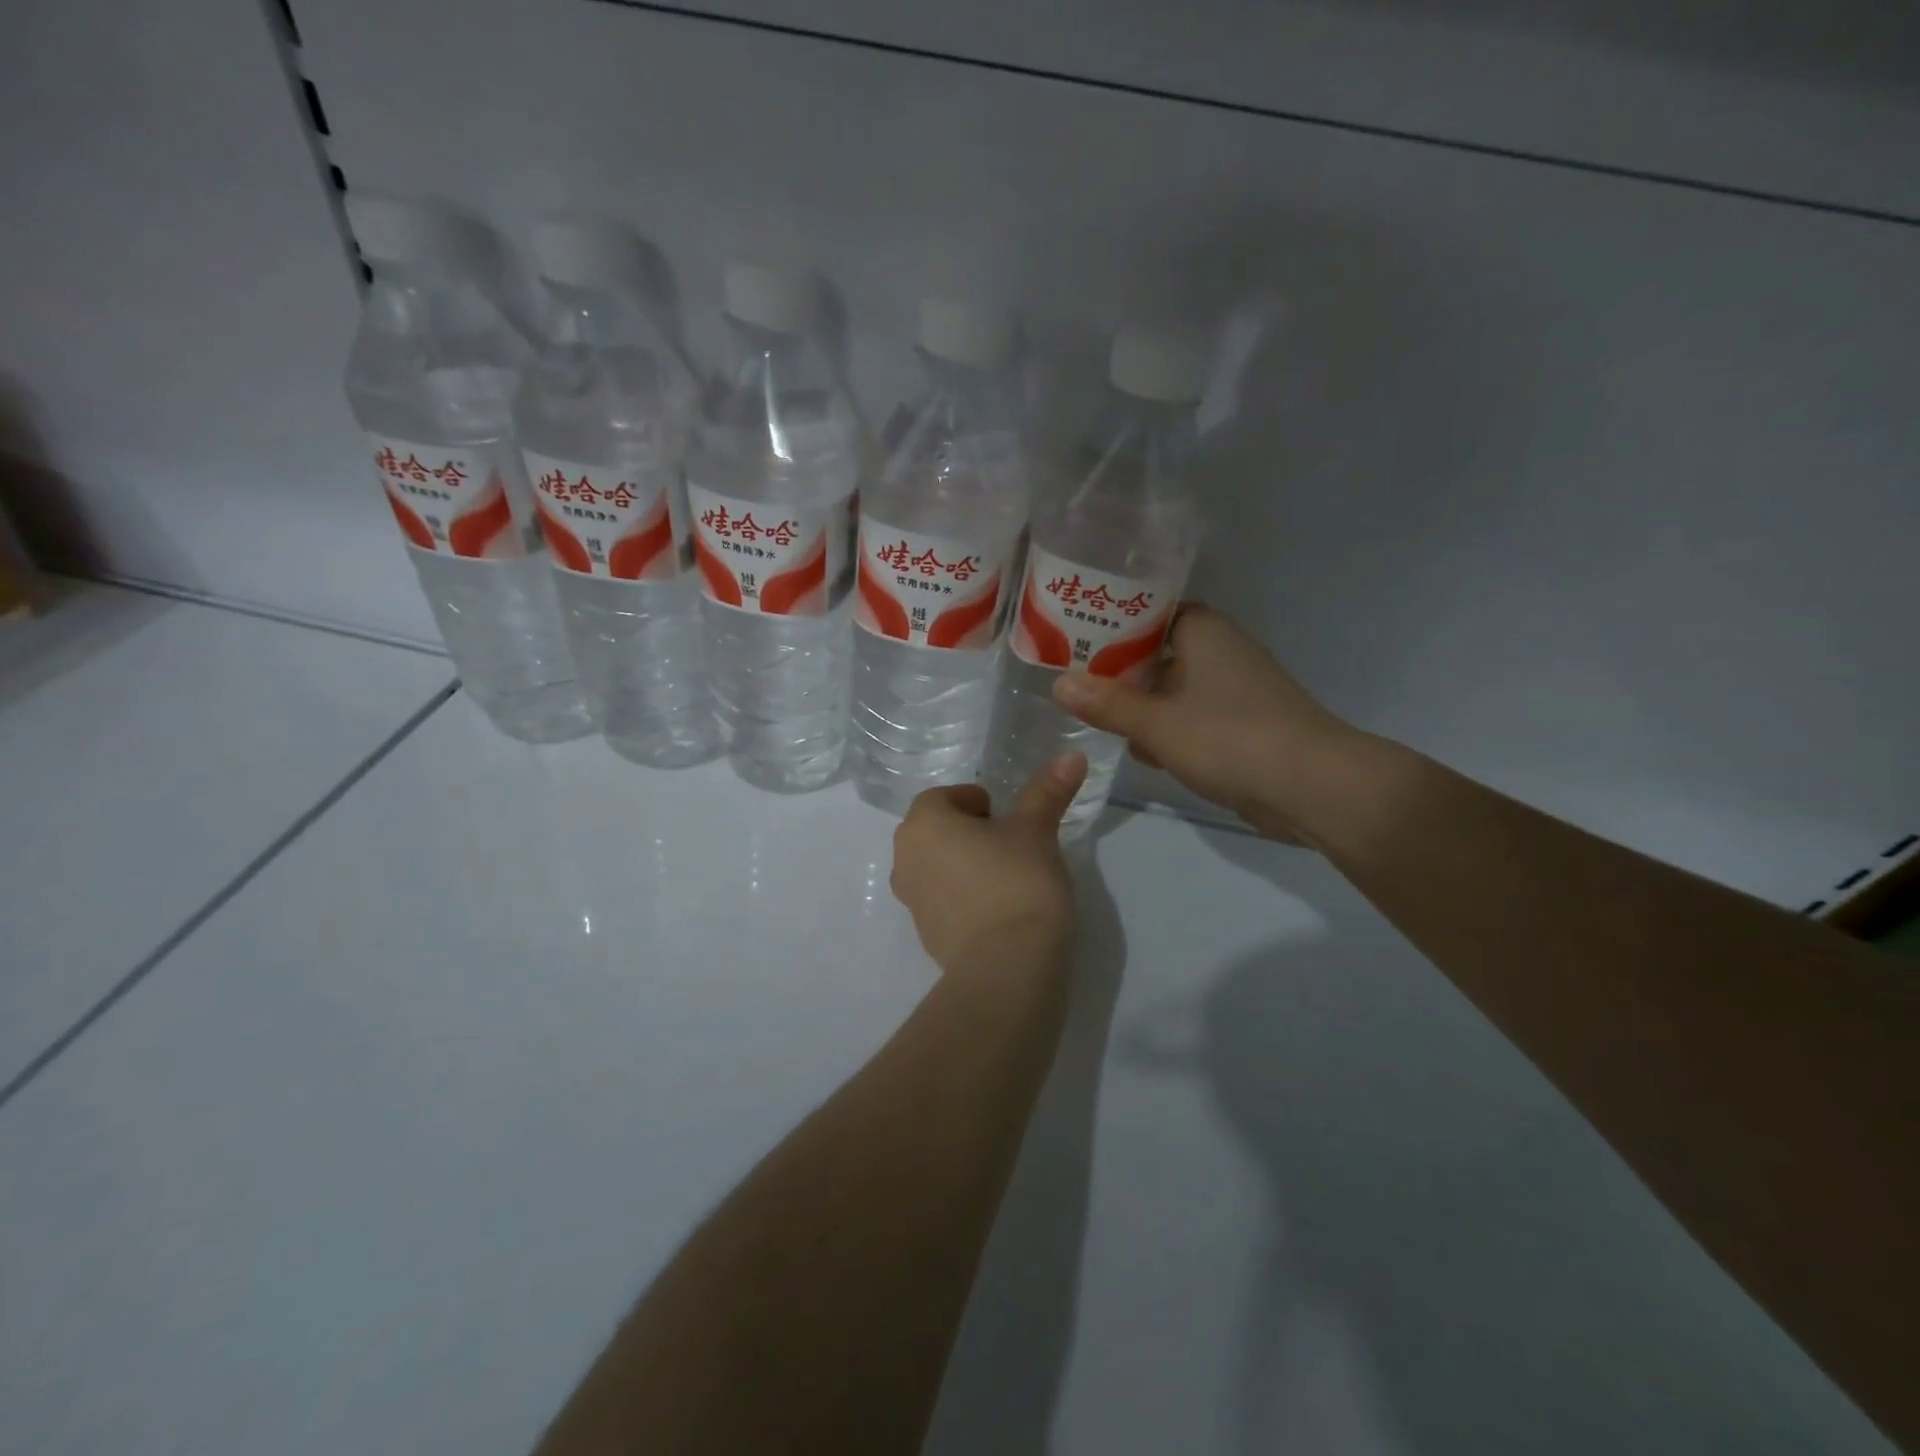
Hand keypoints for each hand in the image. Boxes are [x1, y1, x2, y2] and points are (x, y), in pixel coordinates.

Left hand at [890, 753, 1088, 977]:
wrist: (1007, 966)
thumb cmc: (1017, 882)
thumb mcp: (1037, 831)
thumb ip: (1048, 791)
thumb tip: (1073, 755)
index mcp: (923, 823)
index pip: (945, 797)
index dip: (978, 803)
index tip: (1007, 818)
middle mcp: (905, 857)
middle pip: (936, 830)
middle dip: (969, 832)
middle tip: (1010, 844)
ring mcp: (910, 900)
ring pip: (937, 866)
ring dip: (964, 864)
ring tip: (1007, 877)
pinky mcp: (924, 934)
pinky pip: (942, 901)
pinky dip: (964, 898)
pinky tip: (999, 911)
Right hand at [1051, 604, 1359, 841]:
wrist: (1314, 786)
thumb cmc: (1230, 738)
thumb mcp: (1156, 722)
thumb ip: (1106, 703)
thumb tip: (1059, 684)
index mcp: (1200, 630)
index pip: (1143, 611)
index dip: (1105, 625)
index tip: (1067, 640)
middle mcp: (1218, 649)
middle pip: (1153, 651)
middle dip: (1116, 672)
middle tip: (1071, 686)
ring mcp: (1233, 687)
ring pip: (1171, 687)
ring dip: (1140, 705)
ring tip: (1097, 721)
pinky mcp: (1242, 722)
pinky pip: (1192, 715)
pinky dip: (1168, 729)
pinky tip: (1144, 753)